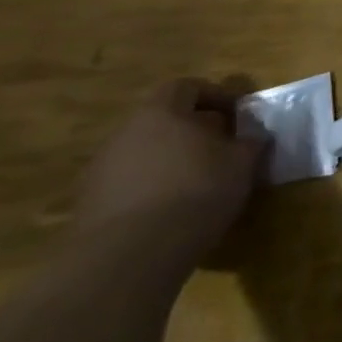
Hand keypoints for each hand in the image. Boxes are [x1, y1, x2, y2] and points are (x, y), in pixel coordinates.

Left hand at [74, 79, 266, 263]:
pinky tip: (171, 211)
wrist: (130, 254)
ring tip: (197, 182)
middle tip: (220, 148)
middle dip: (192, 130)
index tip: (237, 114)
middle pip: (161, 120)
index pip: (185, 87)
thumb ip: (249, 143)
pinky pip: (128, 184)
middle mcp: (124, 134)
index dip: (214, 95)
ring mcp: (100, 170)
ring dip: (170, 161)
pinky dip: (150, 188)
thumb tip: (253, 137)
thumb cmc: (196, 191)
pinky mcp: (88, 205)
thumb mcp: (242, 163)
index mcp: (161, 113)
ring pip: (143, 153)